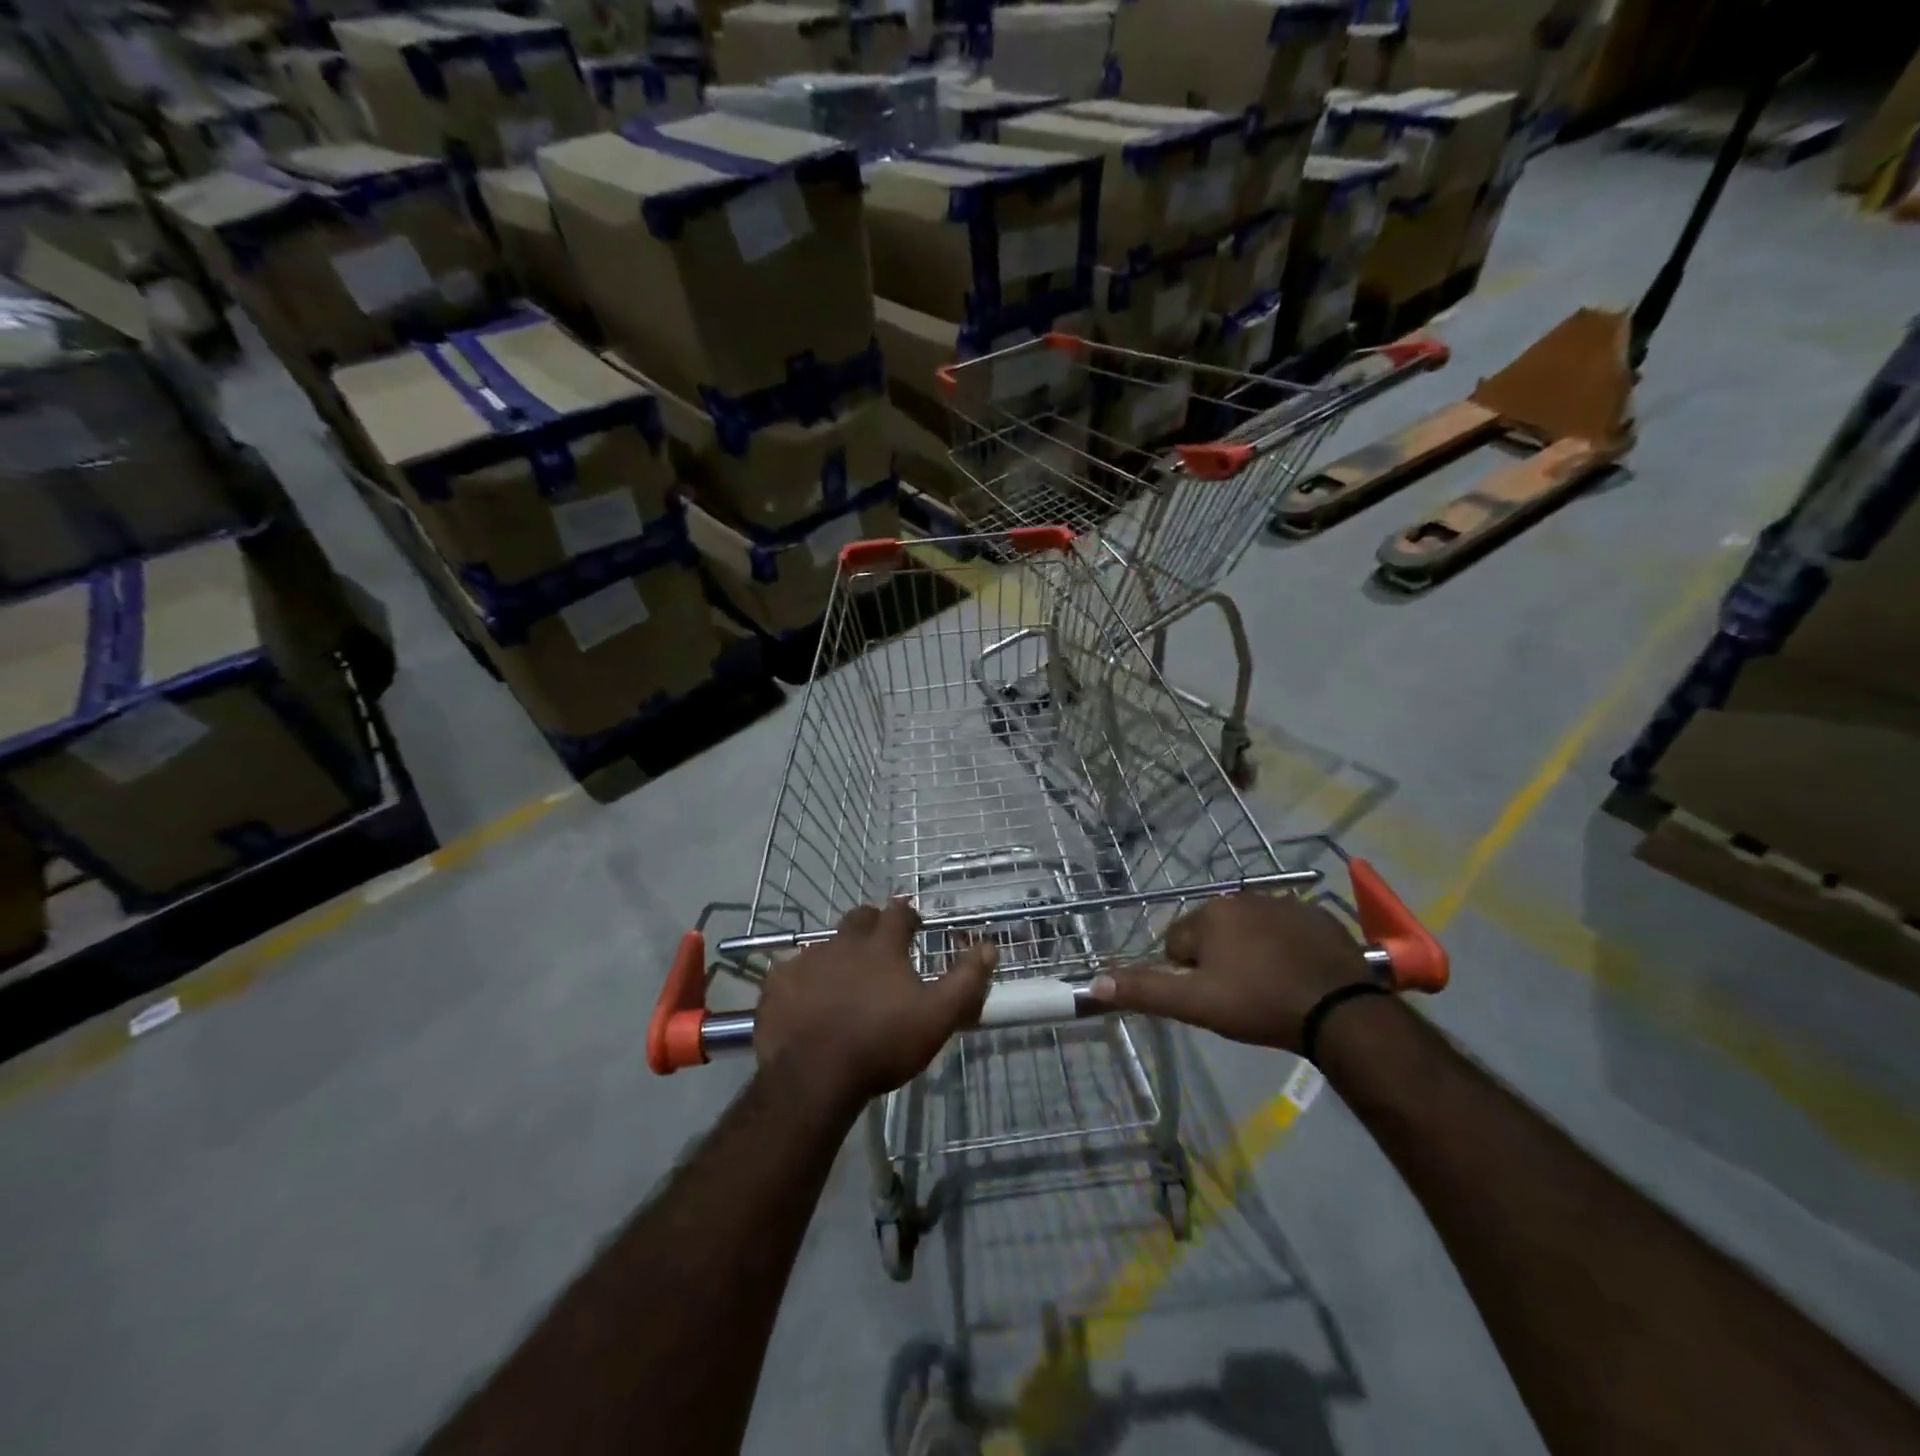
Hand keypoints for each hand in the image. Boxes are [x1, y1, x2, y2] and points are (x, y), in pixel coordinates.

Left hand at [754, 900, 996, 1118]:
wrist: (813, 1077)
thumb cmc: (882, 1044)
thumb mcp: (937, 1017)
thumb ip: (966, 981)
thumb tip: (989, 946)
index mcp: (881, 946)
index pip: (898, 913)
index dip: (908, 915)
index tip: (914, 924)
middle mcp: (842, 943)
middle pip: (859, 918)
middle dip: (872, 924)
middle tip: (880, 946)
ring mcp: (806, 961)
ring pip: (825, 945)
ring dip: (838, 955)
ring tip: (843, 981)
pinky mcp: (777, 985)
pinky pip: (790, 972)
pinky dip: (801, 980)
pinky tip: (805, 1000)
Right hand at [1088, 892, 1369, 1052]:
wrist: (1340, 1010)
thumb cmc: (1259, 1003)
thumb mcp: (1196, 1004)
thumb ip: (1145, 990)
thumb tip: (1095, 983)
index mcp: (1210, 914)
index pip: (1177, 942)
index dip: (1189, 974)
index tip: (1214, 997)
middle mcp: (1242, 898)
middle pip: (1212, 933)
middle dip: (1219, 960)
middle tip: (1240, 995)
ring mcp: (1283, 903)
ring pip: (1249, 931)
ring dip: (1251, 953)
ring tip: (1271, 988)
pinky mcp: (1316, 917)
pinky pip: (1286, 931)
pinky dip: (1285, 948)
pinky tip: (1298, 976)